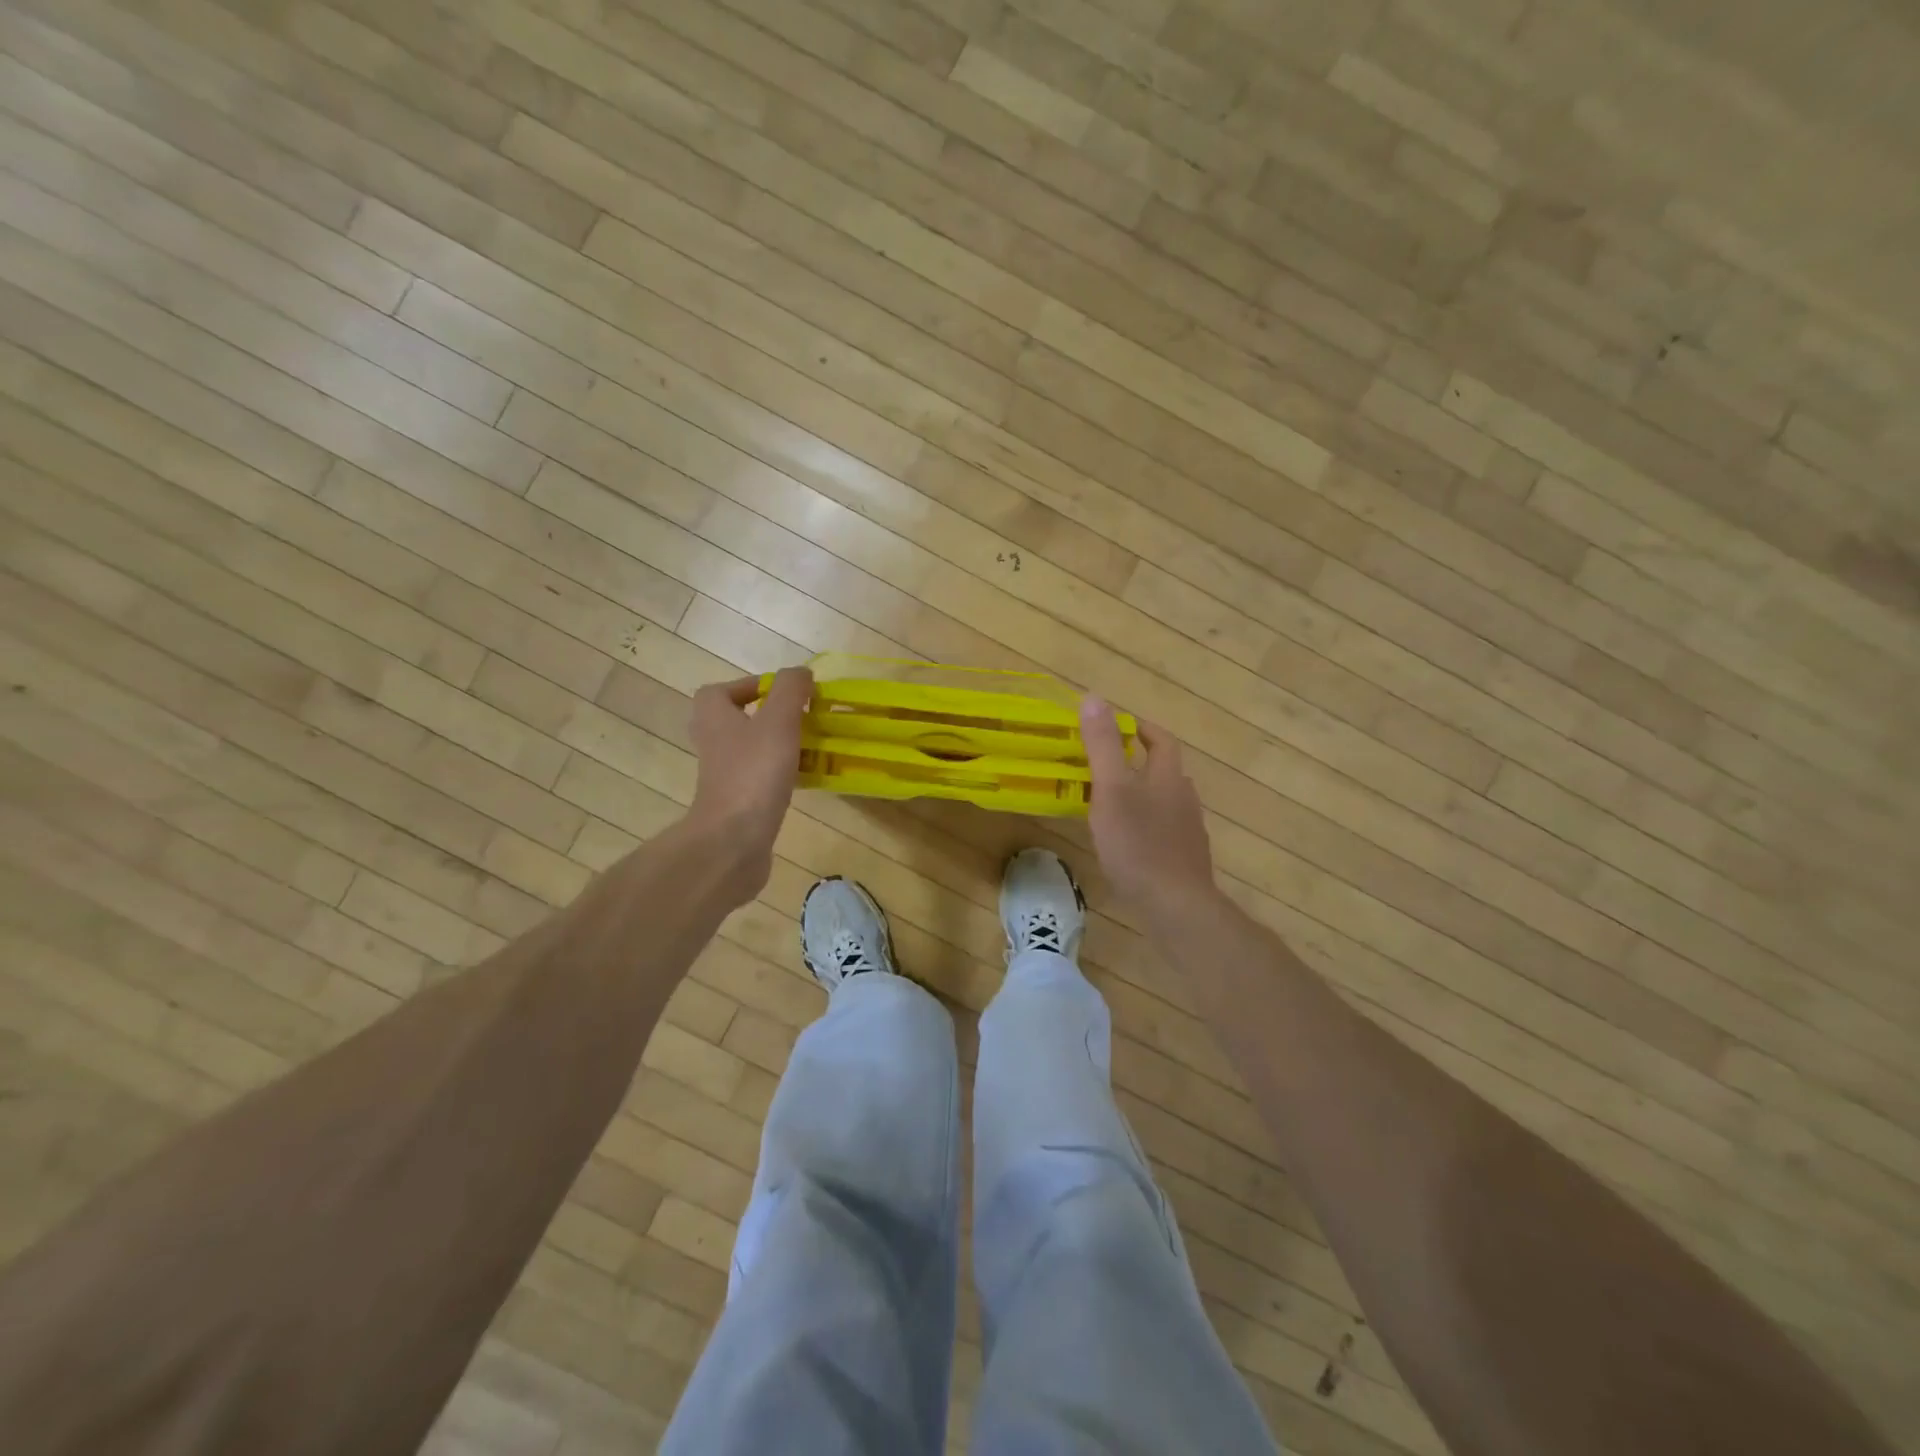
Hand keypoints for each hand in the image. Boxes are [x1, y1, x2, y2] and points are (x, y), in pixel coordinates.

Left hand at [686, 668, 811, 899]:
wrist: (734, 839)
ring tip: (809, 746)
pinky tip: (805, 779)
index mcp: (713, 717)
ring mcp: (722, 775)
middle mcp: (712, 743)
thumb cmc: (754, 771)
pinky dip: (779, 775)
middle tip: (799, 719)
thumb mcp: (778, 719)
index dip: (750, 686)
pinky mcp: (736, 802)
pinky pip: (759, 778)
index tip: (784, 693)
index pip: (721, 690)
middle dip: (768, 717)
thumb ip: (791, 689)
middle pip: (736, 720)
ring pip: (750, 750)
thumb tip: (801, 673)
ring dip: (776, 746)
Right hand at [1080, 696, 1215, 919]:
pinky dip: (1145, 826)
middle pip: (1165, 771)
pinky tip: (1127, 843)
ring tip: (1110, 803)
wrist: (1176, 906)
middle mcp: (1184, 799)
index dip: (1143, 729)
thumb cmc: (1139, 844)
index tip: (1120, 726)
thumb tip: (1093, 698)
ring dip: (1141, 795)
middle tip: (1105, 766)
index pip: (1162, 741)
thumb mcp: (1112, 789)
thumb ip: (1103, 745)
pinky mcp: (1183, 859)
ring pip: (1164, 802)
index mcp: (1169, 777)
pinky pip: (1164, 831)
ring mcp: (1187, 832)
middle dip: (1139, 763)